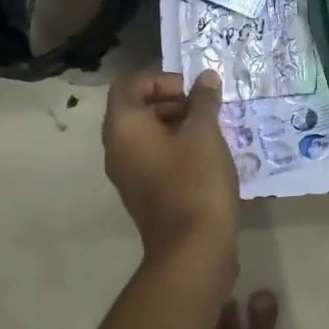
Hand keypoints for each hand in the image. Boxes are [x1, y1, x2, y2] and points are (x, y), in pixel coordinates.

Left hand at [102, 67, 238, 263]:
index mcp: (124, 127)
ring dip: (176, 123)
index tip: (190, 90)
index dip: (160, 79)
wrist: (193, 249)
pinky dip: (175, 147)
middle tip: (204, 107)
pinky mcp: (144, 193)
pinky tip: (206, 154)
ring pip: (147, 134)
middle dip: (171, 100)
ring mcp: (128, 174)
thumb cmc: (195, 180)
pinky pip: (154, 156)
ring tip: (210, 128)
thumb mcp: (204, 132)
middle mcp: (117, 148)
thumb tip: (205, 78)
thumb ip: (203, 100)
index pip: (128, 85)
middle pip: (136, 108)